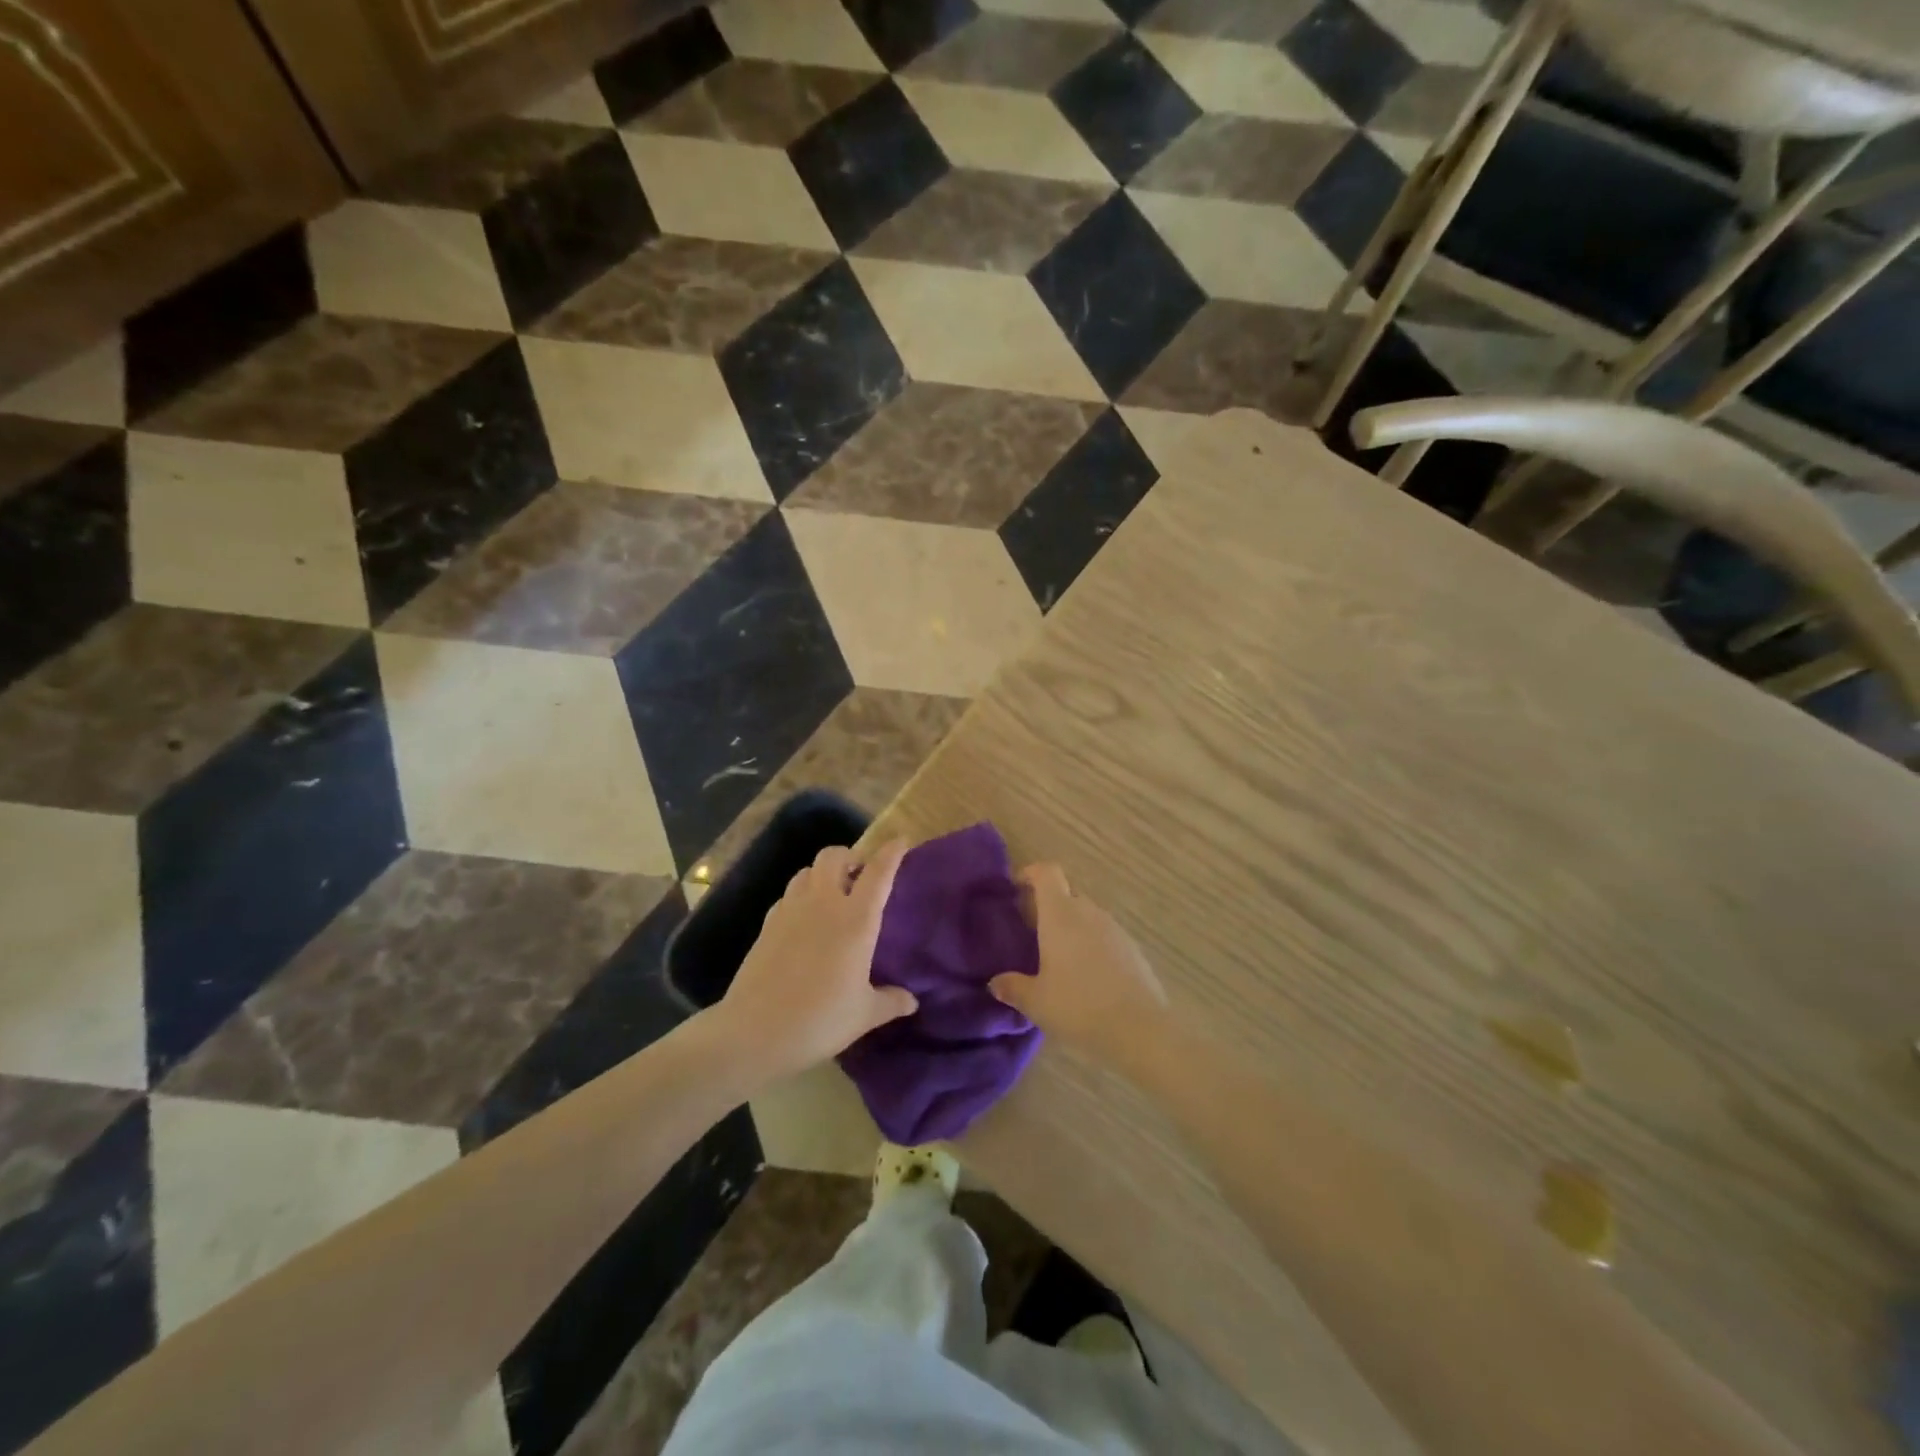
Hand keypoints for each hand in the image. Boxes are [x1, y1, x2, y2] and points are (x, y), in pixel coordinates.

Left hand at [714, 840, 917, 1082]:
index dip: (891, 853)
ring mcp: (790, 910)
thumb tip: (911, 1001)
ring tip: (832, 895)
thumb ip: (890, 1001)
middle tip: (860, 875)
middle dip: (849, 856)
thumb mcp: (864, 1015)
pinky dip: (801, 896)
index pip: (878, 873)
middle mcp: (823, 904)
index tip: (900, 840)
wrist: (754, 1032)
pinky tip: (804, 921)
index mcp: (855, 920)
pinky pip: (788, 895)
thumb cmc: (820, 1020)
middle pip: (834, 856)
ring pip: (807, 871)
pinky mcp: (767, 924)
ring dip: (823, 874)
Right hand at [990, 864, 1168, 1065]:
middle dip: (1048, 906)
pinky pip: (1105, 935)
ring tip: (1059, 958)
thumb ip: (1012, 987)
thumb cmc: (1079, 1006)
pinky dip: (1092, 944)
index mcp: (1060, 915)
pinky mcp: (1133, 948)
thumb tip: (995, 983)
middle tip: (1032, 933)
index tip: (1017, 887)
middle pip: (1066, 894)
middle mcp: (1088, 912)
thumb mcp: (1036, 1002)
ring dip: (1071, 927)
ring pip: (1087, 915)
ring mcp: (1114, 928)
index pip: (1047, 873)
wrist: (1140, 1028)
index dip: (1031, 873)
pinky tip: (1087, 976)